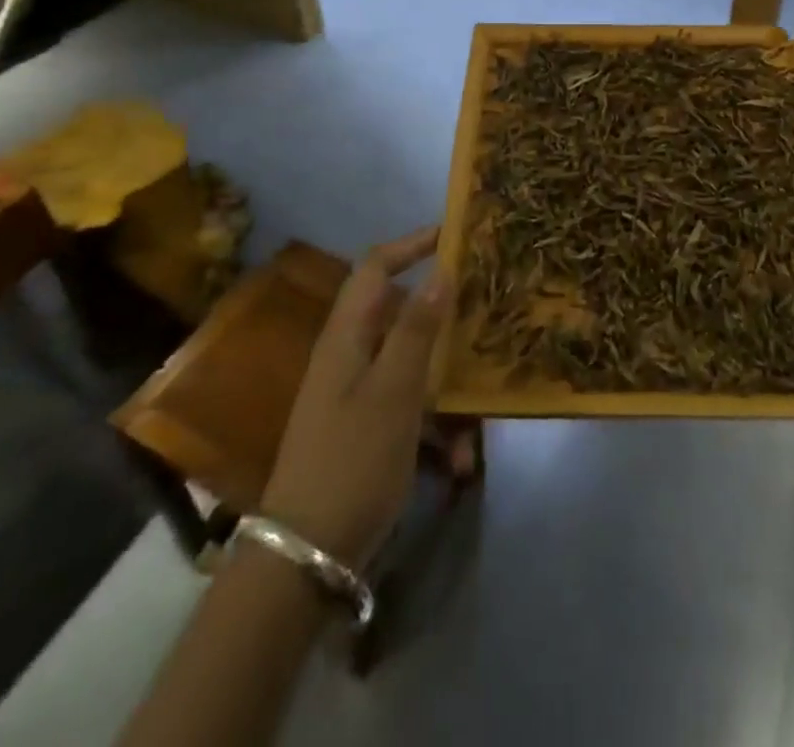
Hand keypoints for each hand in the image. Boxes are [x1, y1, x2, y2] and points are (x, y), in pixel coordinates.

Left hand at [260, 226, 453, 567]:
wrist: (306, 556)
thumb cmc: (352, 460)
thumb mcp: (394, 391)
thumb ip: (417, 329)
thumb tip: (440, 270)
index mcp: (347, 336)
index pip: (376, 268)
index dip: (411, 245)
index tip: (454, 235)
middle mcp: (350, 356)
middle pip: (402, 314)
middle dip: (444, 317)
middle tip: (487, 313)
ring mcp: (358, 394)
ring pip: (414, 365)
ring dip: (447, 385)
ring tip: (480, 415)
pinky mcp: (367, 429)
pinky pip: (411, 408)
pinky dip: (437, 426)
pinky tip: (460, 461)